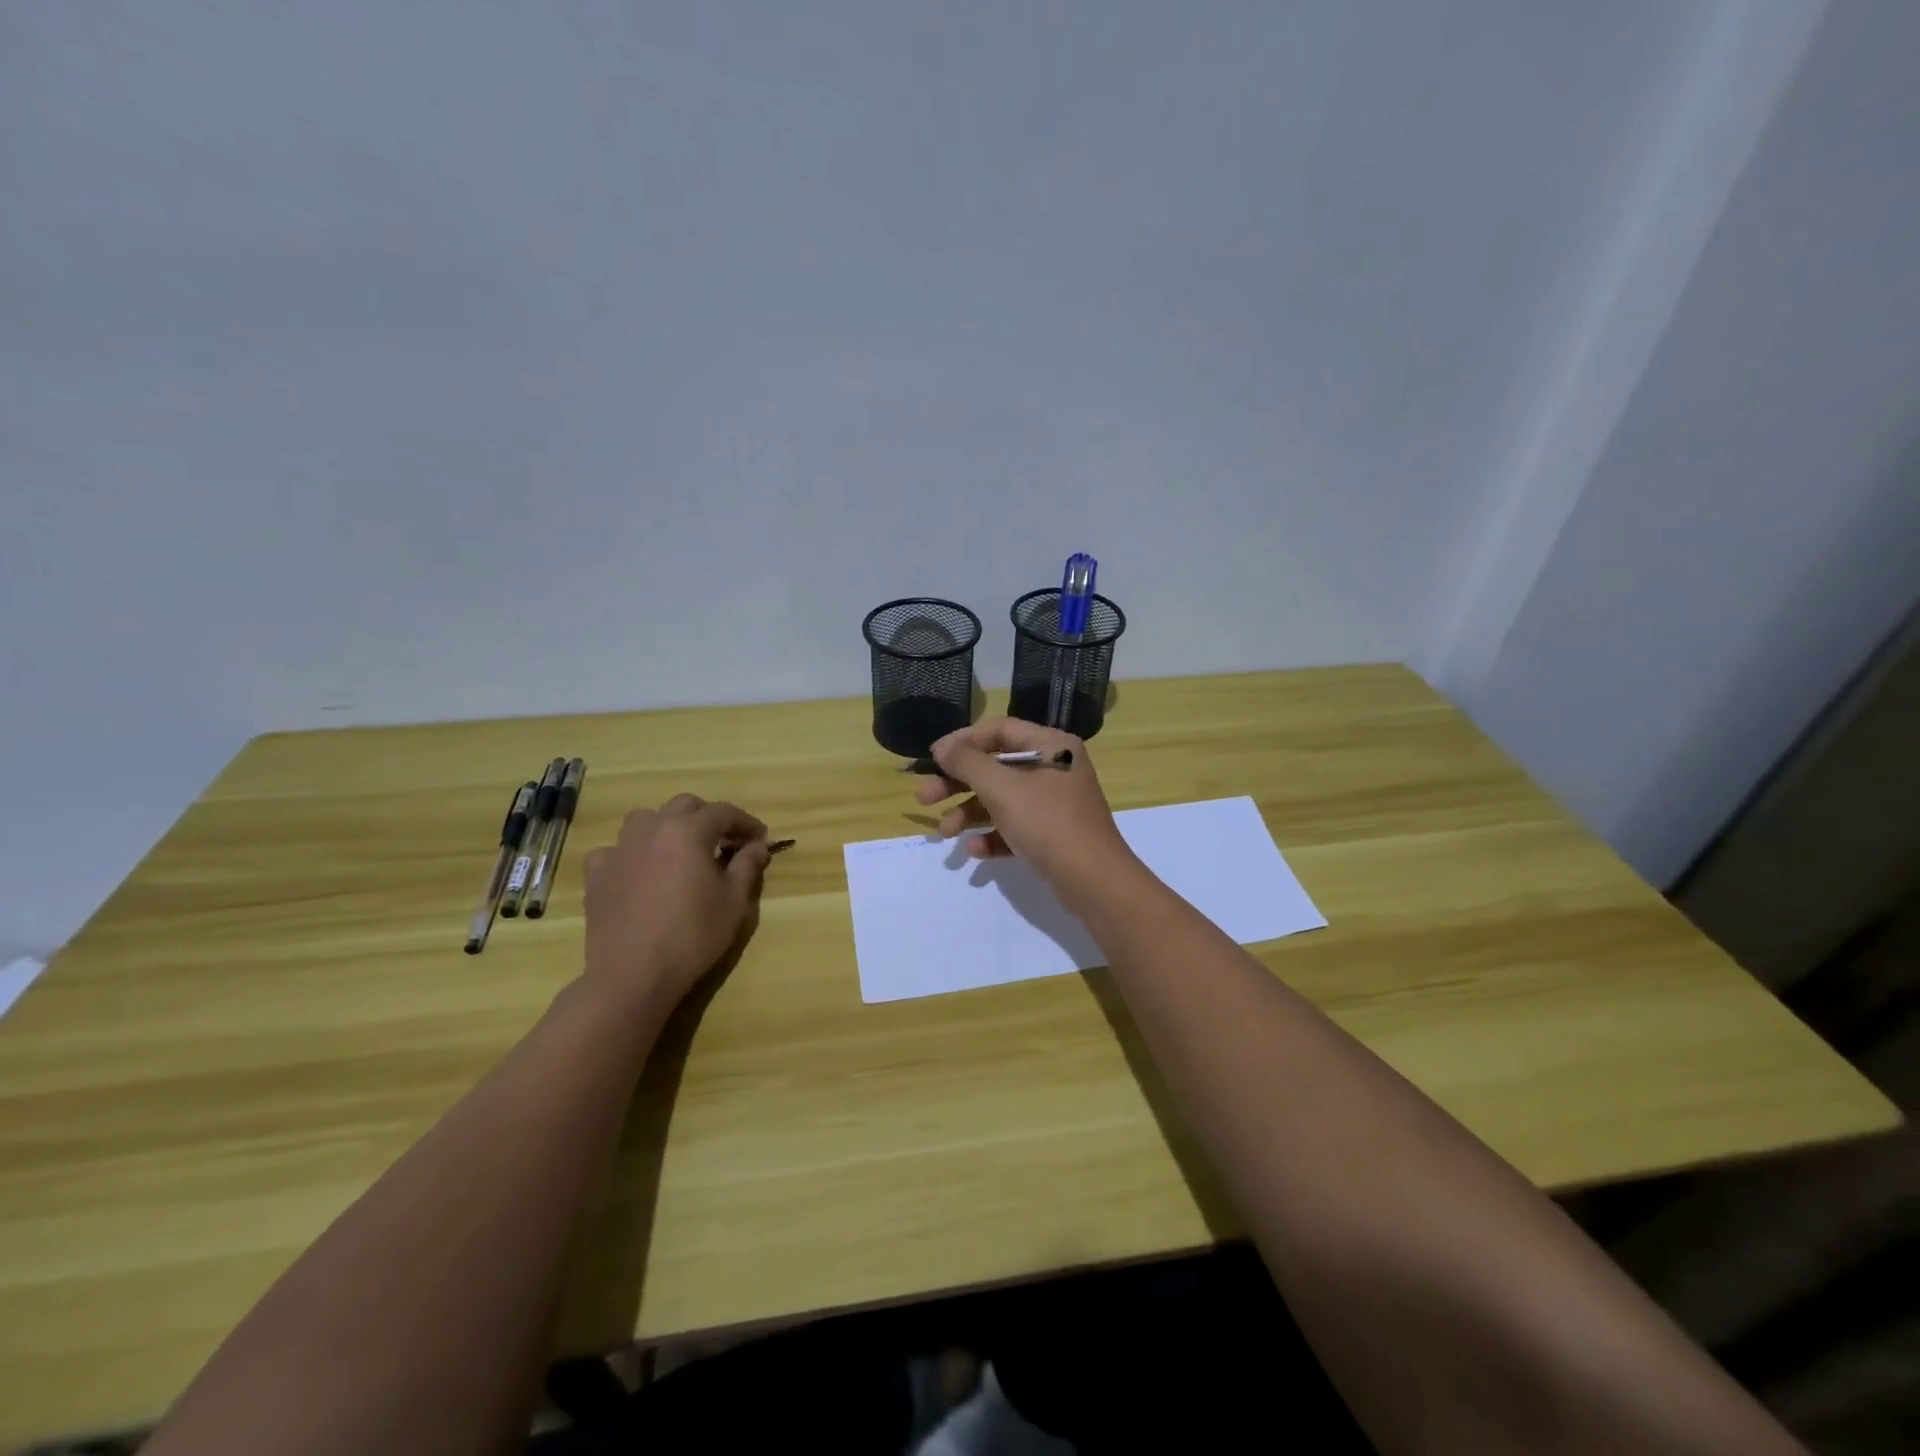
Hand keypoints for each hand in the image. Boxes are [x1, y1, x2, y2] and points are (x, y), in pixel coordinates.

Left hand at [581, 794, 770, 1019]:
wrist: (633, 975)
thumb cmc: (693, 936)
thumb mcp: (734, 902)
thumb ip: (747, 866)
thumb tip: (758, 846)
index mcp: (688, 831)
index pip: (723, 812)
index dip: (746, 823)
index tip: (760, 839)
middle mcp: (652, 829)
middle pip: (685, 806)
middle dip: (708, 817)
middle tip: (724, 842)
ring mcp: (619, 850)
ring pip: (645, 819)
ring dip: (667, 826)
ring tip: (679, 850)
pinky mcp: (597, 874)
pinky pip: (615, 850)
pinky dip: (631, 853)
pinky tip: (639, 872)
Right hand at [915, 718, 1140, 905]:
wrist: (1095, 882)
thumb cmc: (1048, 824)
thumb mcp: (1003, 789)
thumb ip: (968, 762)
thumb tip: (942, 747)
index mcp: (1051, 746)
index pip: (999, 730)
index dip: (962, 741)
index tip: (932, 759)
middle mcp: (1054, 768)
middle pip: (996, 766)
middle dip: (958, 783)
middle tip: (924, 798)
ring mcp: (1054, 803)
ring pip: (1001, 799)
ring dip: (969, 813)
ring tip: (944, 833)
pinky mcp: (1052, 834)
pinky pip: (1014, 826)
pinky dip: (992, 835)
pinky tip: (975, 850)